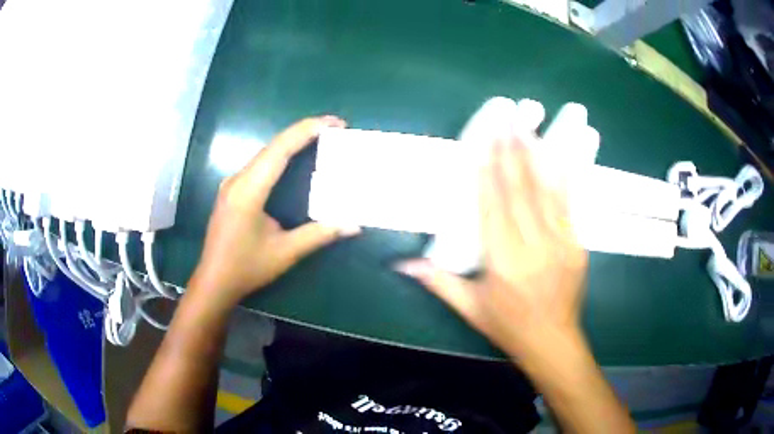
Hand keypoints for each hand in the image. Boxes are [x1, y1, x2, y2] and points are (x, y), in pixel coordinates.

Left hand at [190, 116, 359, 306]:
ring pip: (265, 154)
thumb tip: (354, 225)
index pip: (280, 149)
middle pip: (272, 146)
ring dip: (292, 142)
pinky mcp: (233, 191)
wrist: (214, 282)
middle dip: (303, 132)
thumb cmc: (246, 268)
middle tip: (334, 129)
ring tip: (320, 139)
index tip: (334, 123)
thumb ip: (319, 235)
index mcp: (249, 190)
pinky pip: (259, 165)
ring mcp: (232, 184)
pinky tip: (294, 159)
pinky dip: (280, 156)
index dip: (307, 131)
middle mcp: (238, 180)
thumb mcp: (285, 253)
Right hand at [397, 132, 587, 359]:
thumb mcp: (469, 308)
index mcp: (502, 261)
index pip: (492, 205)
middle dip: (512, 151)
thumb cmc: (507, 325)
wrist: (552, 341)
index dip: (487, 170)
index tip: (484, 141)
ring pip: (547, 191)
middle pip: (520, 190)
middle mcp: (532, 246)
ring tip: (530, 128)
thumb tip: (402, 264)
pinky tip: (562, 155)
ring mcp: (560, 243)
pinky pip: (570, 205)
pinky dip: (564, 177)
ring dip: (537, 156)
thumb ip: (438, 281)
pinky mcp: (577, 245)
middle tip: (508, 120)